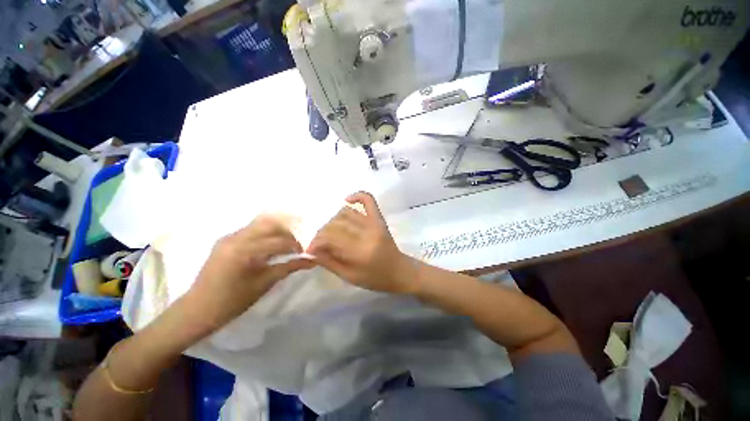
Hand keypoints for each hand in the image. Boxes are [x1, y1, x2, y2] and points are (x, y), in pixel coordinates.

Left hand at [187, 215, 314, 332]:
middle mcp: (235, 238)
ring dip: (277, 230)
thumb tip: (311, 261)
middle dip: (287, 232)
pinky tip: (271, 246)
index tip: (305, 252)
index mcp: (243, 250)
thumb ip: (288, 268)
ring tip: (286, 243)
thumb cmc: (232, 301)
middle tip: (297, 244)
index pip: (277, 241)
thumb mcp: (264, 284)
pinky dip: (265, 234)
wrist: (198, 310)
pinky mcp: (226, 240)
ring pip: (260, 224)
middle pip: (269, 223)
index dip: (295, 245)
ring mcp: (228, 237)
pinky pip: (251, 230)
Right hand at [308, 192, 415, 293]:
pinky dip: (357, 196)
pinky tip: (347, 199)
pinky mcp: (379, 218)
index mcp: (360, 252)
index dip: (316, 242)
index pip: (330, 238)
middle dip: (322, 233)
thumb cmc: (375, 278)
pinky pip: (368, 200)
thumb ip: (329, 262)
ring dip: (334, 221)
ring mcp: (374, 223)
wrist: (399, 271)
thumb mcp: (349, 277)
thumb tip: (311, 251)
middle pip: (336, 224)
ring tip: (332, 232)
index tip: (311, 249)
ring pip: (346, 213)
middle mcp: (367, 233)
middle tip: (320, 243)